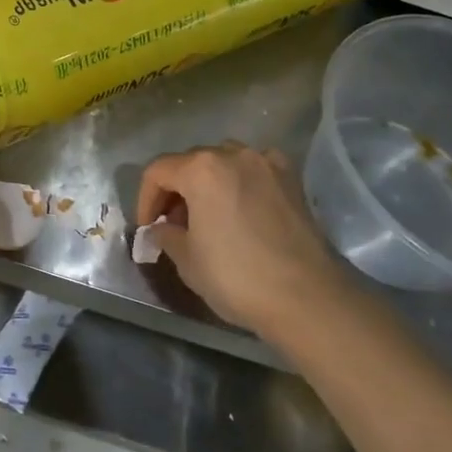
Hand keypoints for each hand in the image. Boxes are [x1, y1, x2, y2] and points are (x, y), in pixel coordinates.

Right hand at [136, 143, 347, 339]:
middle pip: (191, 161)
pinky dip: (239, 183)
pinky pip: (254, 171)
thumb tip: (160, 229)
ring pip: (224, 161)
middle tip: (171, 223)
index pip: (158, 171)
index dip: (145, 199)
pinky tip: (239, 210)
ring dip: (207, 183)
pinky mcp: (292, 180)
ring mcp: (268, 164)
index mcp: (201, 169)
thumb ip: (166, 235)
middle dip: (175, 189)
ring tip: (205, 215)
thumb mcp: (187, 260)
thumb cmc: (236, 276)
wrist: (306, 297)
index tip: (146, 228)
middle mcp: (234, 155)